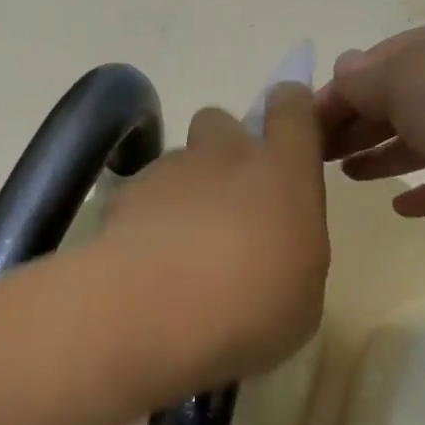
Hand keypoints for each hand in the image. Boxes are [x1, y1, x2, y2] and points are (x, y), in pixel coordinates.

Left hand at [100, 86, 328, 382]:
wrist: (158, 315)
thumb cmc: (253, 311)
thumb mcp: (302, 298)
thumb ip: (293, 255)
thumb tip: (277, 253)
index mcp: (284, 174)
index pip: (291, 109)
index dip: (289, 113)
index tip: (286, 138)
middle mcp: (225, 156)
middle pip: (220, 122)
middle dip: (222, 151)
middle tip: (225, 205)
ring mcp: (168, 172)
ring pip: (177, 163)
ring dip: (182, 192)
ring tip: (178, 249)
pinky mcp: (122, 196)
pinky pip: (139, 196)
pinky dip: (144, 220)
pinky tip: (144, 264)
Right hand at [318, 13, 424, 248]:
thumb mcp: (409, 80)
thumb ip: (367, 80)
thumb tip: (340, 69)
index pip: (375, 66)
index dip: (335, 96)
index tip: (299, 131)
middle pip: (397, 102)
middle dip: (355, 125)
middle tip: (316, 158)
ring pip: (423, 140)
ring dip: (384, 154)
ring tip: (348, 176)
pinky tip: (400, 207)